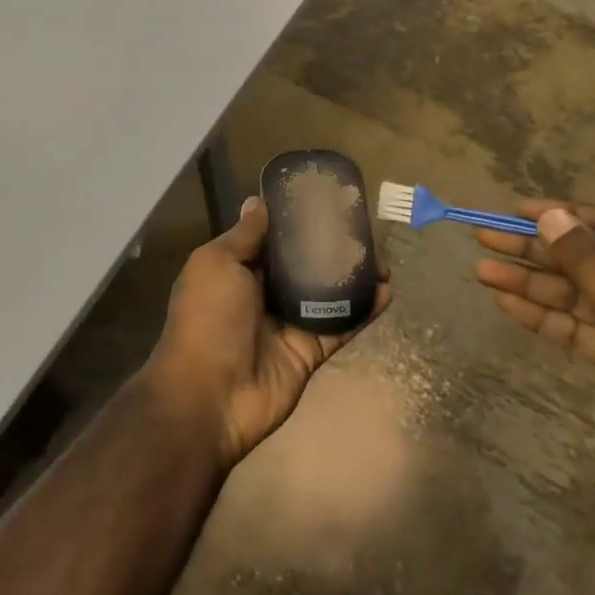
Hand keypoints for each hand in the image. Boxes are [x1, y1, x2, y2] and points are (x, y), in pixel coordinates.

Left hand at [143, 196, 390, 468]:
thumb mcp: (217, 263)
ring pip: (326, 293)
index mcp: (236, 269)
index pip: (271, 237)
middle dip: (330, 246)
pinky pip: (340, 325)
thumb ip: (245, 235)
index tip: (325, 199)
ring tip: (383, 258)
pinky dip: (363, 310)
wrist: (210, 396)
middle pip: (302, 263)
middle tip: (363, 228)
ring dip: (353, 276)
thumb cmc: (208, 318)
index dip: (295, 219)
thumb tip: (258, 201)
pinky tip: (386, 291)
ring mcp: (288, 323)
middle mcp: (262, 293)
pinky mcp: (310, 351)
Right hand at [473, 201, 594, 513]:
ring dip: (533, 284)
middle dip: (538, 251)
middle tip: (485, 240)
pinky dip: (545, 316)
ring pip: (578, 294)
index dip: (565, 216)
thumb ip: (589, 263)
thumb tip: (550, 215)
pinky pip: (580, 326)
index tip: (516, 212)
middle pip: (590, 259)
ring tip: (482, 272)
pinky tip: (507, 303)